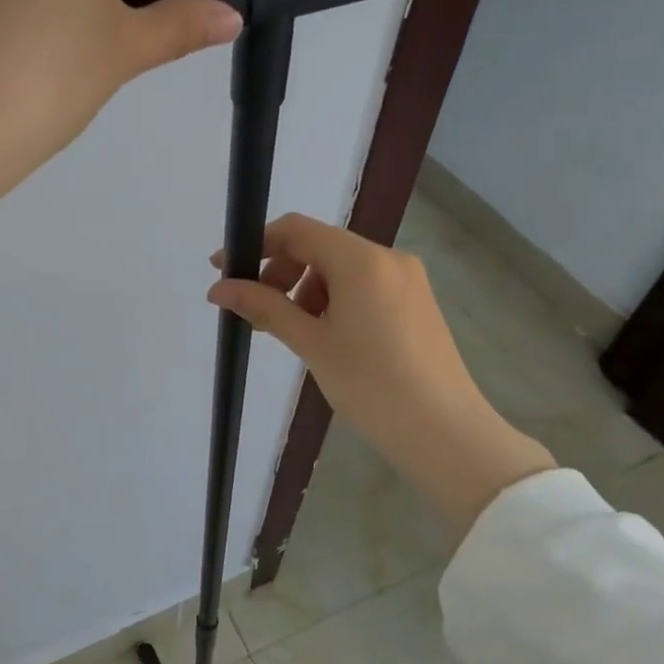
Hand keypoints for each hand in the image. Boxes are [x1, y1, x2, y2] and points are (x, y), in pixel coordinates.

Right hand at [209, 214, 554, 534]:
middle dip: (280, 271)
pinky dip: (334, 299)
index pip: (296, 230)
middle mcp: (388, 258)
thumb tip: (218, 289)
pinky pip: (364, 285)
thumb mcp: (311, 343)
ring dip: (306, 288)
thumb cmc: (371, 385)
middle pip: (319, 246)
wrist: (445, 433)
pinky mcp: (416, 302)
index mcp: (361, 260)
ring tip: (294, 332)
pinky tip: (327, 336)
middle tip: (259, 312)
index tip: (224, 270)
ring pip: (341, 267)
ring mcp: (407, 279)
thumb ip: (264, 307)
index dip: (255, 244)